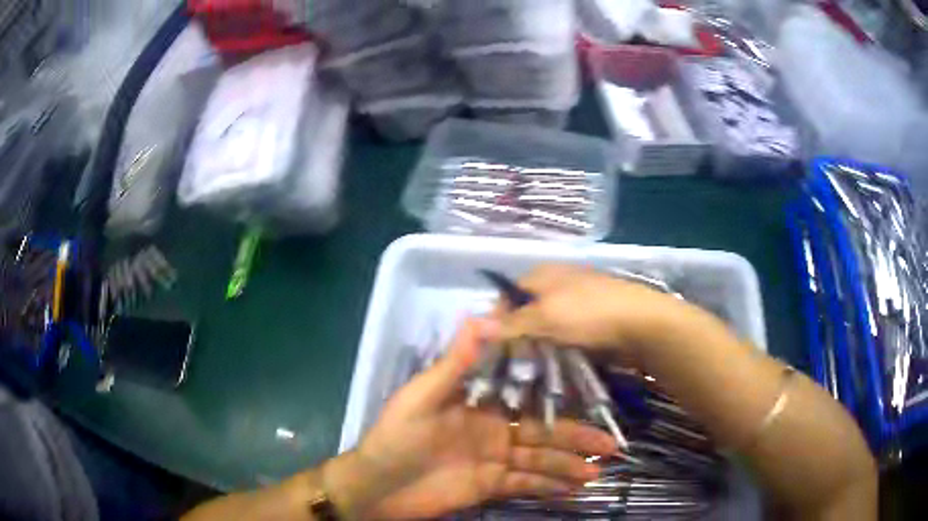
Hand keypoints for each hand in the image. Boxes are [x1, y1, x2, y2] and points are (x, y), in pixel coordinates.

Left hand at [342, 318, 617, 519]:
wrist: (377, 486)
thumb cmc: (395, 437)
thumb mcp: (422, 397)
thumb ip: (455, 362)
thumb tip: (481, 316)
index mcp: (480, 404)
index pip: (527, 395)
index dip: (558, 395)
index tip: (592, 393)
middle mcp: (494, 429)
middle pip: (543, 432)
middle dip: (576, 438)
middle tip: (610, 444)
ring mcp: (494, 460)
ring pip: (539, 461)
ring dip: (568, 465)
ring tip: (598, 470)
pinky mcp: (490, 486)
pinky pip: (525, 485)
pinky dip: (549, 487)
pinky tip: (573, 488)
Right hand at [496, 265, 692, 365]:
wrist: (642, 324)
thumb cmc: (590, 313)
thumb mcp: (545, 316)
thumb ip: (511, 323)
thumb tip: (476, 326)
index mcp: (543, 274)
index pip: (507, 296)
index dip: (496, 321)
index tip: (493, 349)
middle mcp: (557, 285)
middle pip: (526, 314)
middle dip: (517, 339)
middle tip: (511, 365)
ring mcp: (576, 304)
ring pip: (545, 329)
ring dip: (537, 349)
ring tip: (530, 372)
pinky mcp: (591, 323)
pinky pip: (564, 338)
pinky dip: (557, 352)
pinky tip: (554, 368)